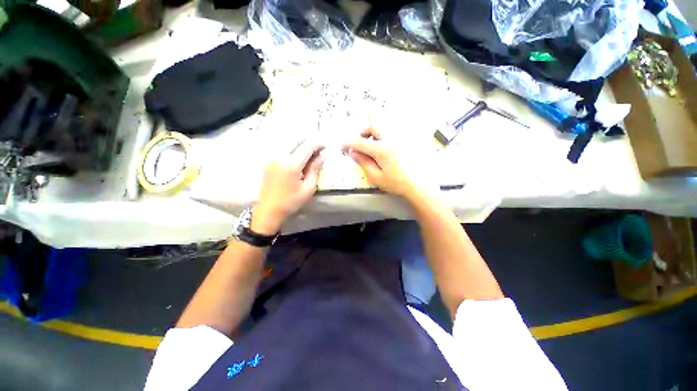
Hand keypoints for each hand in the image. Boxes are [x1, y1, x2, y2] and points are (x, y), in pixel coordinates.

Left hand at [252, 141, 324, 234]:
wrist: (269, 210)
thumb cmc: (291, 201)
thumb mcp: (309, 188)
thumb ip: (315, 169)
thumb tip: (322, 156)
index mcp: (291, 164)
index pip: (307, 146)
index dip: (318, 144)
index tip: (325, 146)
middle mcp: (279, 156)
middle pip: (296, 138)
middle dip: (309, 140)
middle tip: (318, 149)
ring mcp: (272, 157)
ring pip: (288, 140)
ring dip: (300, 142)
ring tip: (309, 152)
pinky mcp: (268, 160)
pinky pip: (281, 146)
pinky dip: (292, 146)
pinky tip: (297, 155)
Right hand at [343, 128, 430, 199]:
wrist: (421, 186)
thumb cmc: (398, 184)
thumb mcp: (377, 177)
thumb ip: (364, 163)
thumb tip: (353, 153)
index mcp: (383, 150)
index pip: (360, 142)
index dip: (349, 143)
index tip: (344, 146)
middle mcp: (393, 138)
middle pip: (373, 125)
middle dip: (362, 131)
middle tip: (359, 143)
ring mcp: (403, 137)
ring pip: (385, 122)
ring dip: (374, 129)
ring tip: (372, 141)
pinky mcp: (410, 139)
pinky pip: (397, 127)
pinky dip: (387, 132)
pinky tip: (386, 142)